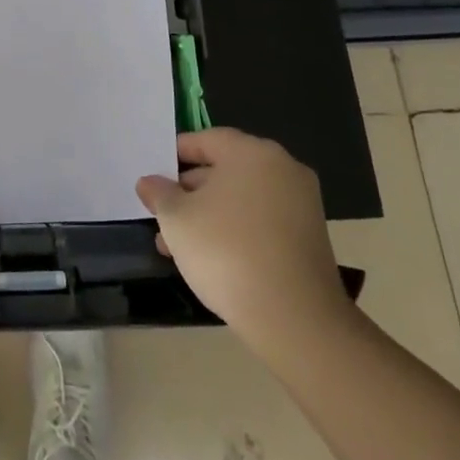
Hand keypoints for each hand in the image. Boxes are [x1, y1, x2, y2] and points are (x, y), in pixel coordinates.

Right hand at [135, 128, 356, 368]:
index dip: (175, 155)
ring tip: (175, 246)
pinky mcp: (309, 240)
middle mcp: (282, 170)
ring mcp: (301, 206)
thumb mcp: (176, 218)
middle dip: (189, 192)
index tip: (154, 175)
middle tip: (161, 214)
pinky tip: (210, 260)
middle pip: (225, 170)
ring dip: (208, 216)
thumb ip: (159, 193)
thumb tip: (150, 183)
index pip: (206, 140)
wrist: (294, 318)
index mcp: (252, 152)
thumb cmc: (226, 250)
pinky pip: (261, 223)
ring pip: (241, 200)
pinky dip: (235, 232)